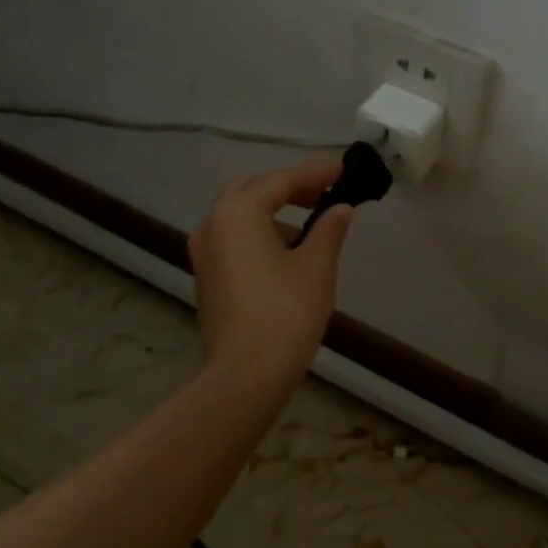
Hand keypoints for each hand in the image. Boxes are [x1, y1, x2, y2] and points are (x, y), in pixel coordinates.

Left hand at [189, 159, 355, 381]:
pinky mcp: (207, 277)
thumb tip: (340, 208)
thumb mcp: (317, 266)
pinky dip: (259, 231)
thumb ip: (329, 229)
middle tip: (324, 191)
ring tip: (311, 221)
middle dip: (289, 187)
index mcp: (238, 213)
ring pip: (240, 214)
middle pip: (253, 190)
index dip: (315, 173)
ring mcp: (204, 252)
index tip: (343, 170)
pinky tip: (287, 250)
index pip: (281, 180)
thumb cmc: (285, 313)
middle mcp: (213, 224)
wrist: (245, 376)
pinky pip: (233, 237)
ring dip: (273, 210)